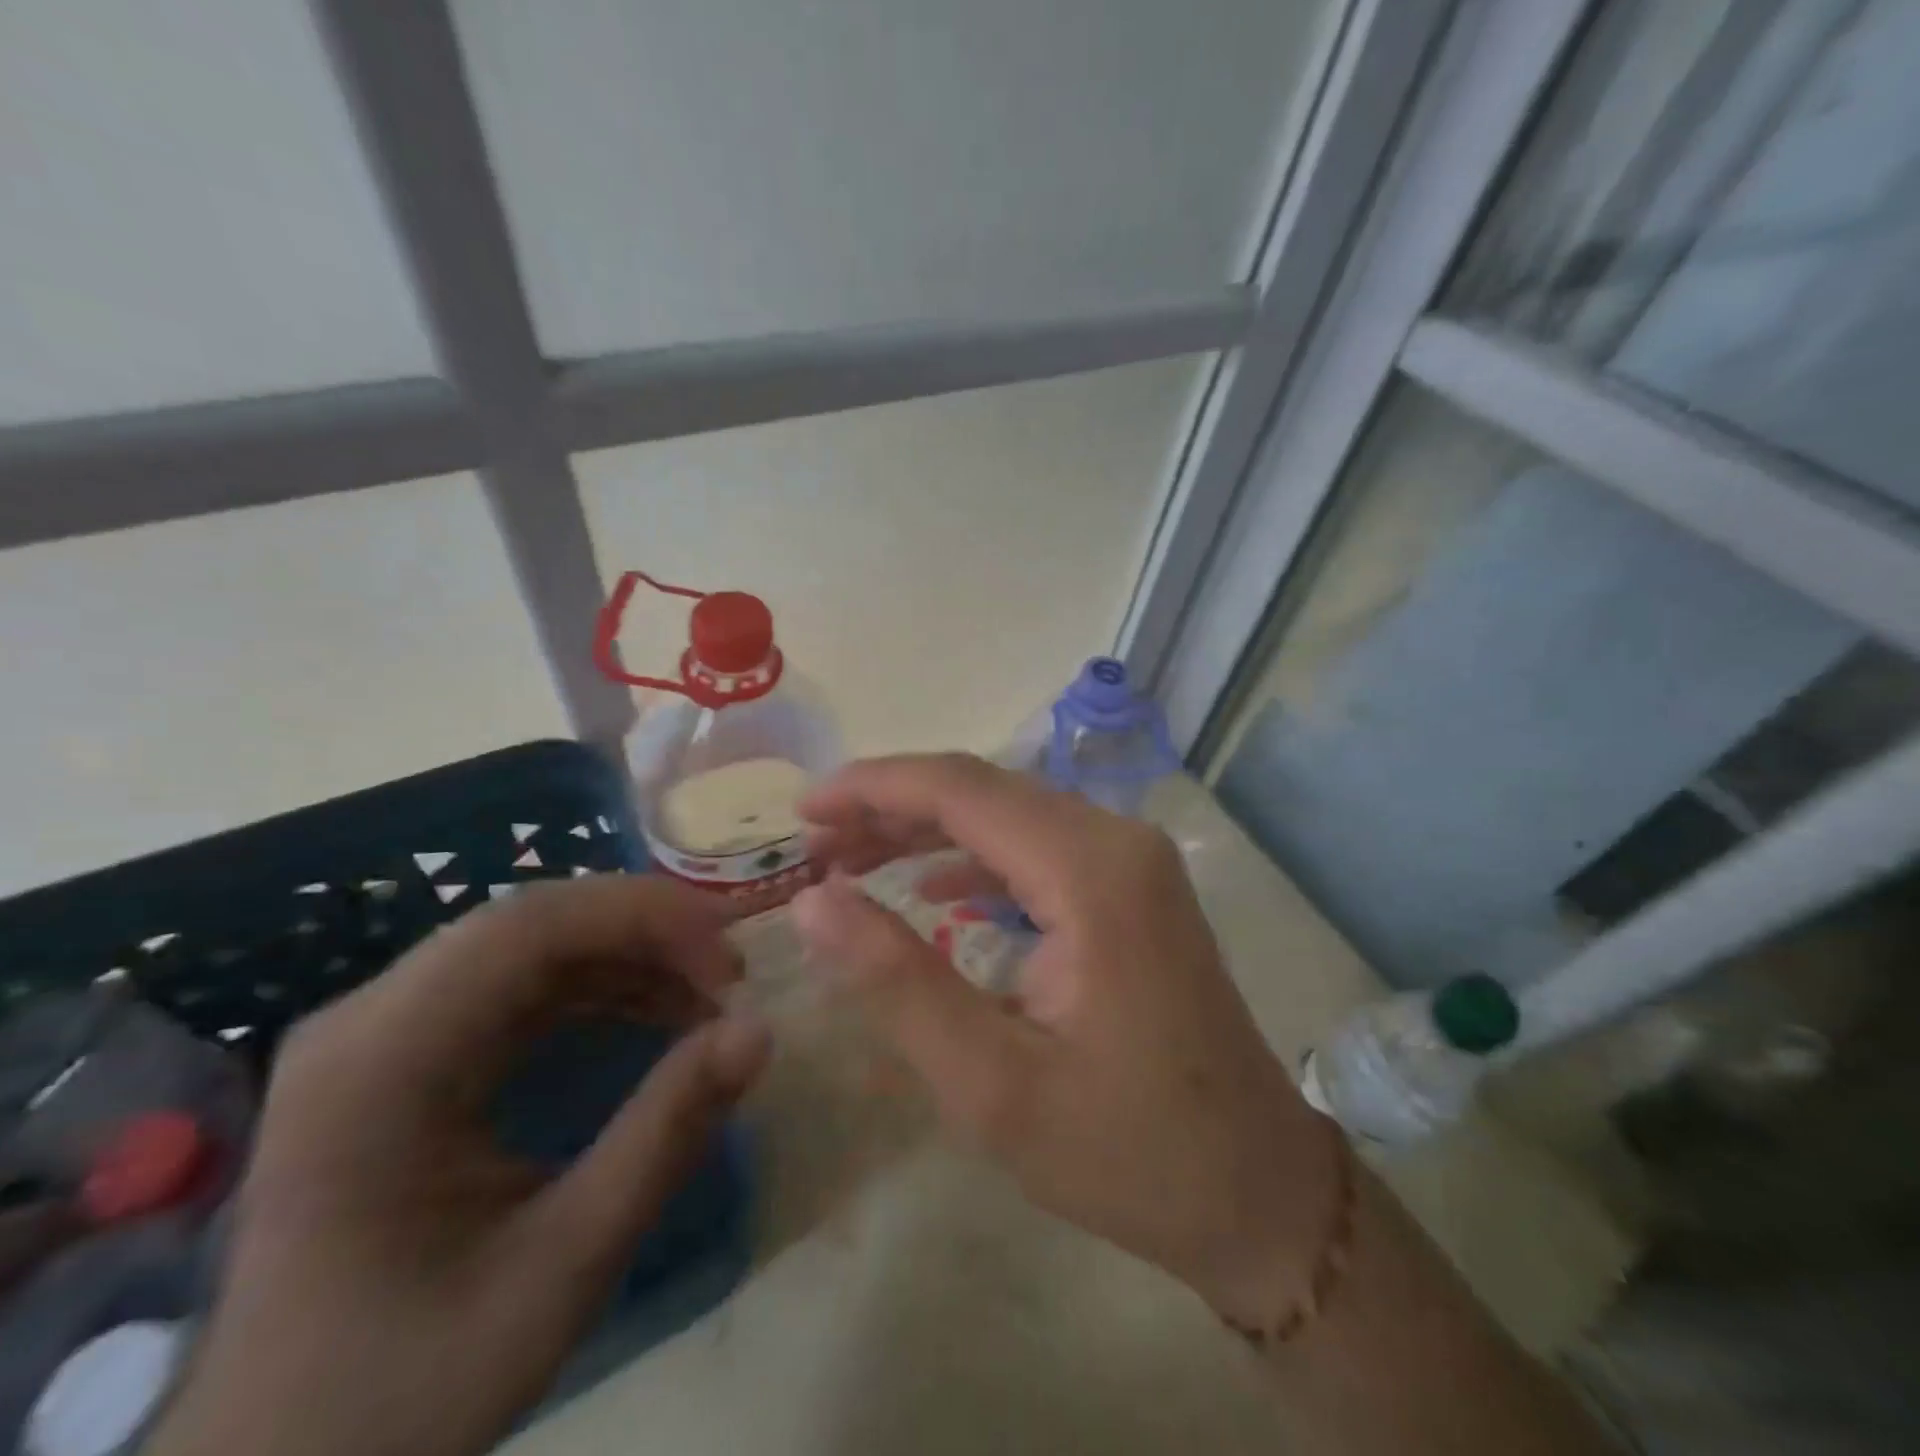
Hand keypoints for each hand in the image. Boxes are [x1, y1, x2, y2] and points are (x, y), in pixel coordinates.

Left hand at [149, 877, 768, 1455]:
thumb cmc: (410, 1384)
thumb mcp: (562, 1267)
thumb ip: (665, 1135)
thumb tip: (760, 1030)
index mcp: (376, 1062)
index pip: (524, 927)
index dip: (641, 917)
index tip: (730, 958)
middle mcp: (367, 1021)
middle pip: (529, 923)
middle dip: (645, 932)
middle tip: (731, 973)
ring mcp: (382, 1033)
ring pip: (530, 945)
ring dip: (629, 956)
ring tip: (710, 995)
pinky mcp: (406, 1054)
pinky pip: (520, 985)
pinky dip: (600, 987)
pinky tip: (657, 1014)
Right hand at [791, 754, 1335, 1319]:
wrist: (1258, 1189)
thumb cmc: (1126, 1149)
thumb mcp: (991, 1083)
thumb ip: (896, 981)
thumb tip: (810, 901)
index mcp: (1090, 870)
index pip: (961, 789)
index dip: (873, 787)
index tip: (802, 808)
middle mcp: (1117, 840)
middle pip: (985, 791)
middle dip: (892, 806)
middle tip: (815, 839)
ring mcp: (1133, 860)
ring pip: (1010, 814)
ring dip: (929, 829)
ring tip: (853, 858)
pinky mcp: (1134, 888)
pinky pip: (1039, 848)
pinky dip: (976, 858)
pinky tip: (932, 889)